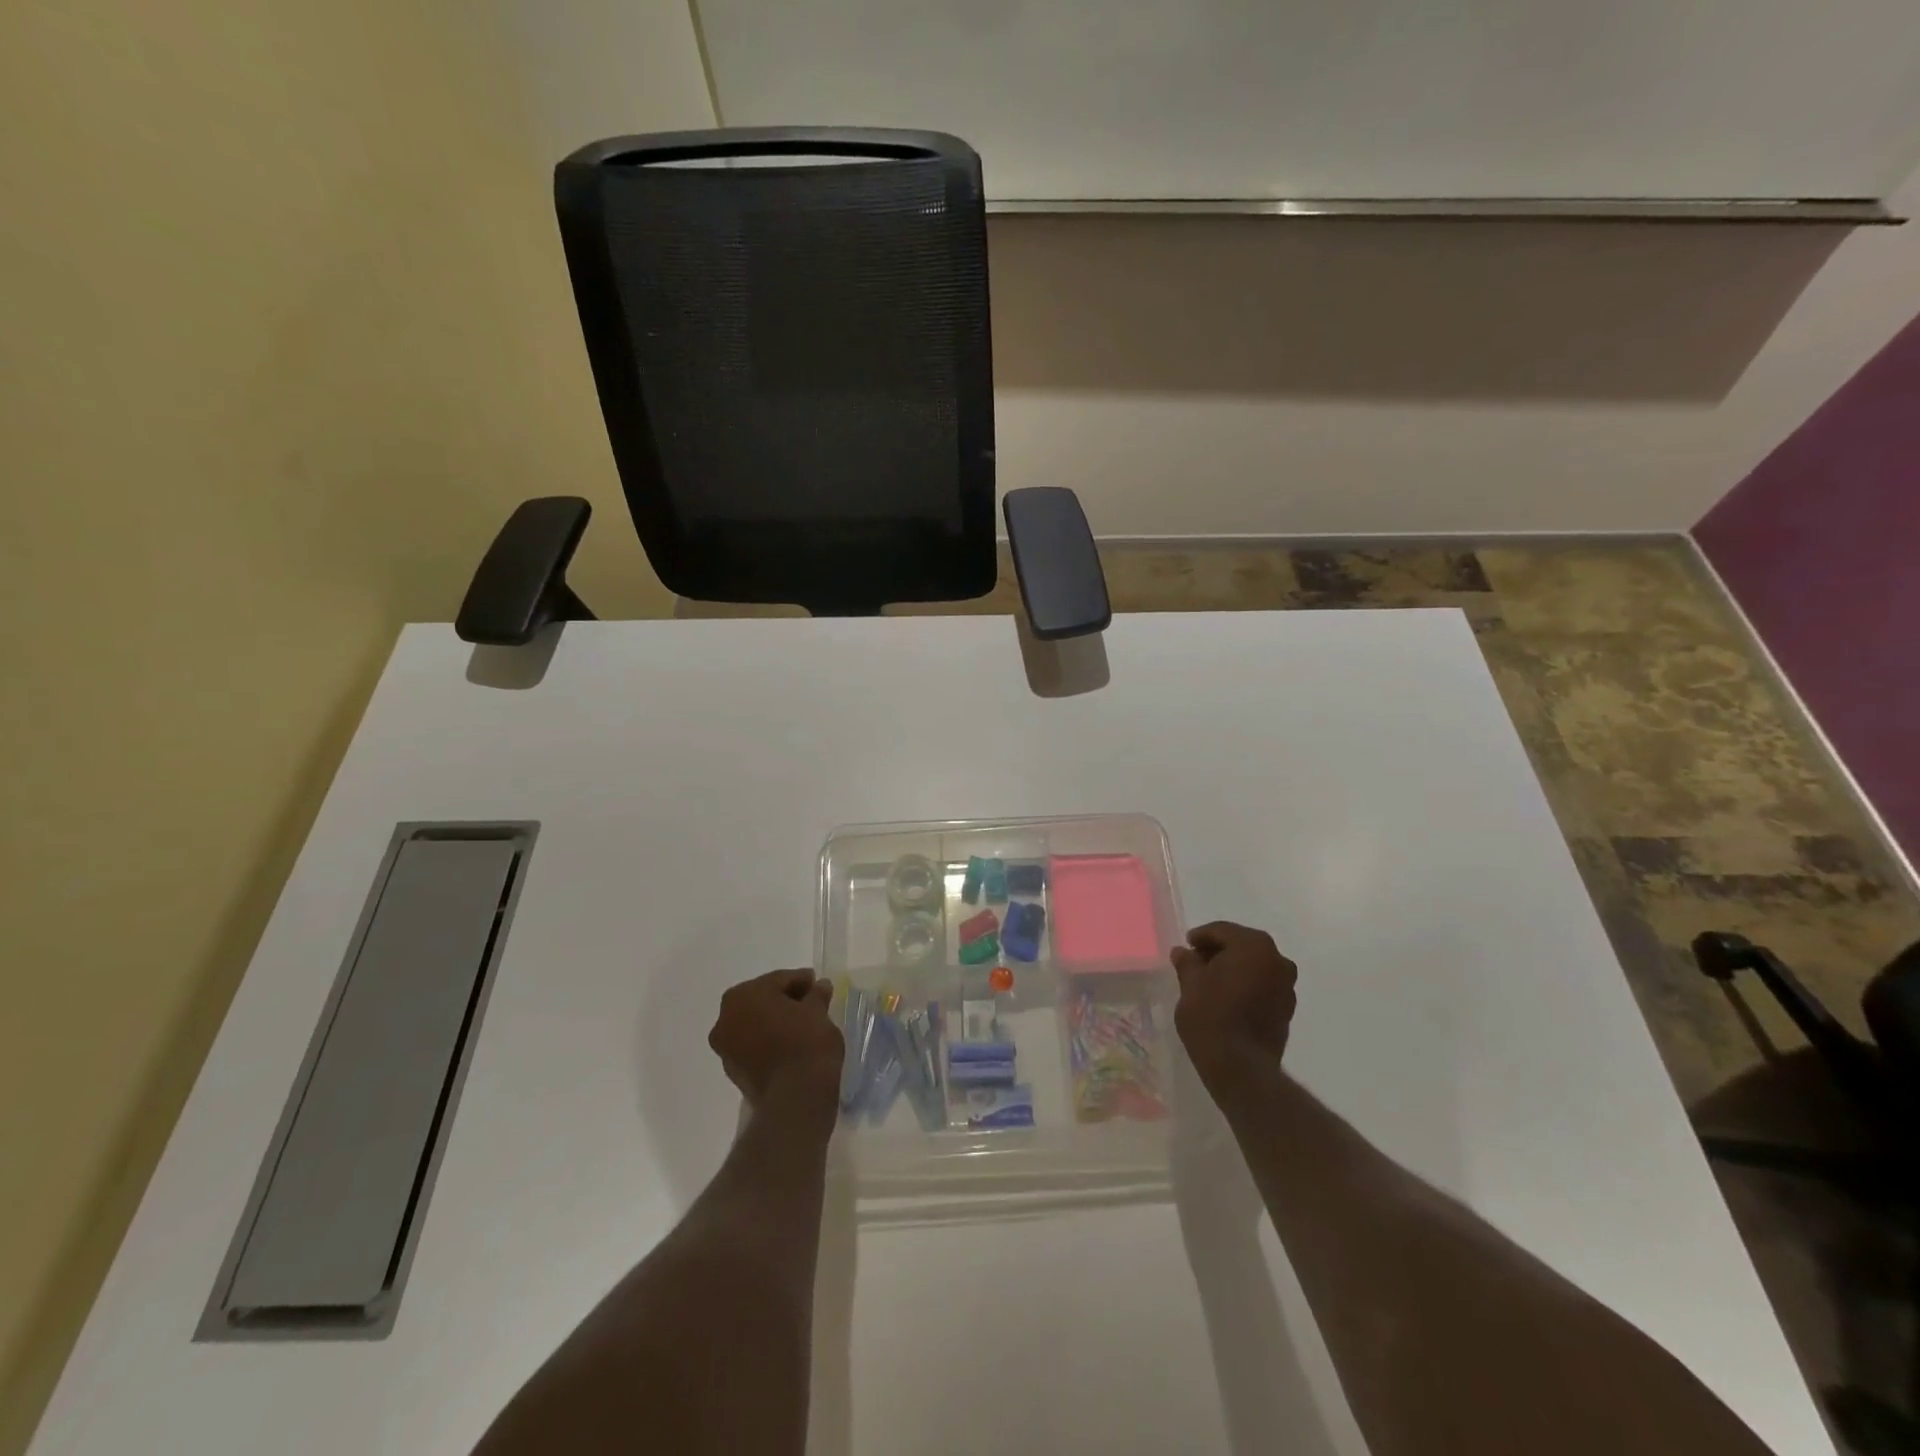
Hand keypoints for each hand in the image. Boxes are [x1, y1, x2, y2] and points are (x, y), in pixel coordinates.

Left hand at [709, 969, 843, 1115]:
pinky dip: (770, 1042)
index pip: (778, 980)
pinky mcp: (733, 1072)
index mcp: (743, 995)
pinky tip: (791, 1044)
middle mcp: (725, 1018)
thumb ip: (816, 994)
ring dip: (776, 1022)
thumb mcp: (818, 1010)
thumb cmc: (806, 1042)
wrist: (796, 1097)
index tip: (818, 984)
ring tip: (803, 1025)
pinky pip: (754, 1046)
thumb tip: (820, 986)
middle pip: (762, 1000)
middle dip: (786, 1000)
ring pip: (755, 1024)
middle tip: (812, 1002)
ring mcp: (726, 1047)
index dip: (801, 981)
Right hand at [1171, 922, 1297, 1093]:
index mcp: (1253, 946)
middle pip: (1242, 946)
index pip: (1223, 931)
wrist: (1240, 1067)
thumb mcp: (1190, 984)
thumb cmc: (1211, 1016)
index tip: (1186, 946)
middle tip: (1196, 962)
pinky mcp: (1287, 1009)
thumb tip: (1183, 952)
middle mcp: (1277, 960)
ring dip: (1235, 968)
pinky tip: (1228, 998)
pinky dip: (1247, 985)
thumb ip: (1188, 963)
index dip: (1201, 937)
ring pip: (1255, 966)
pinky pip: (1263, 985)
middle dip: (1219, 951)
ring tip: (1210, 981)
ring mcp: (1286, 986)